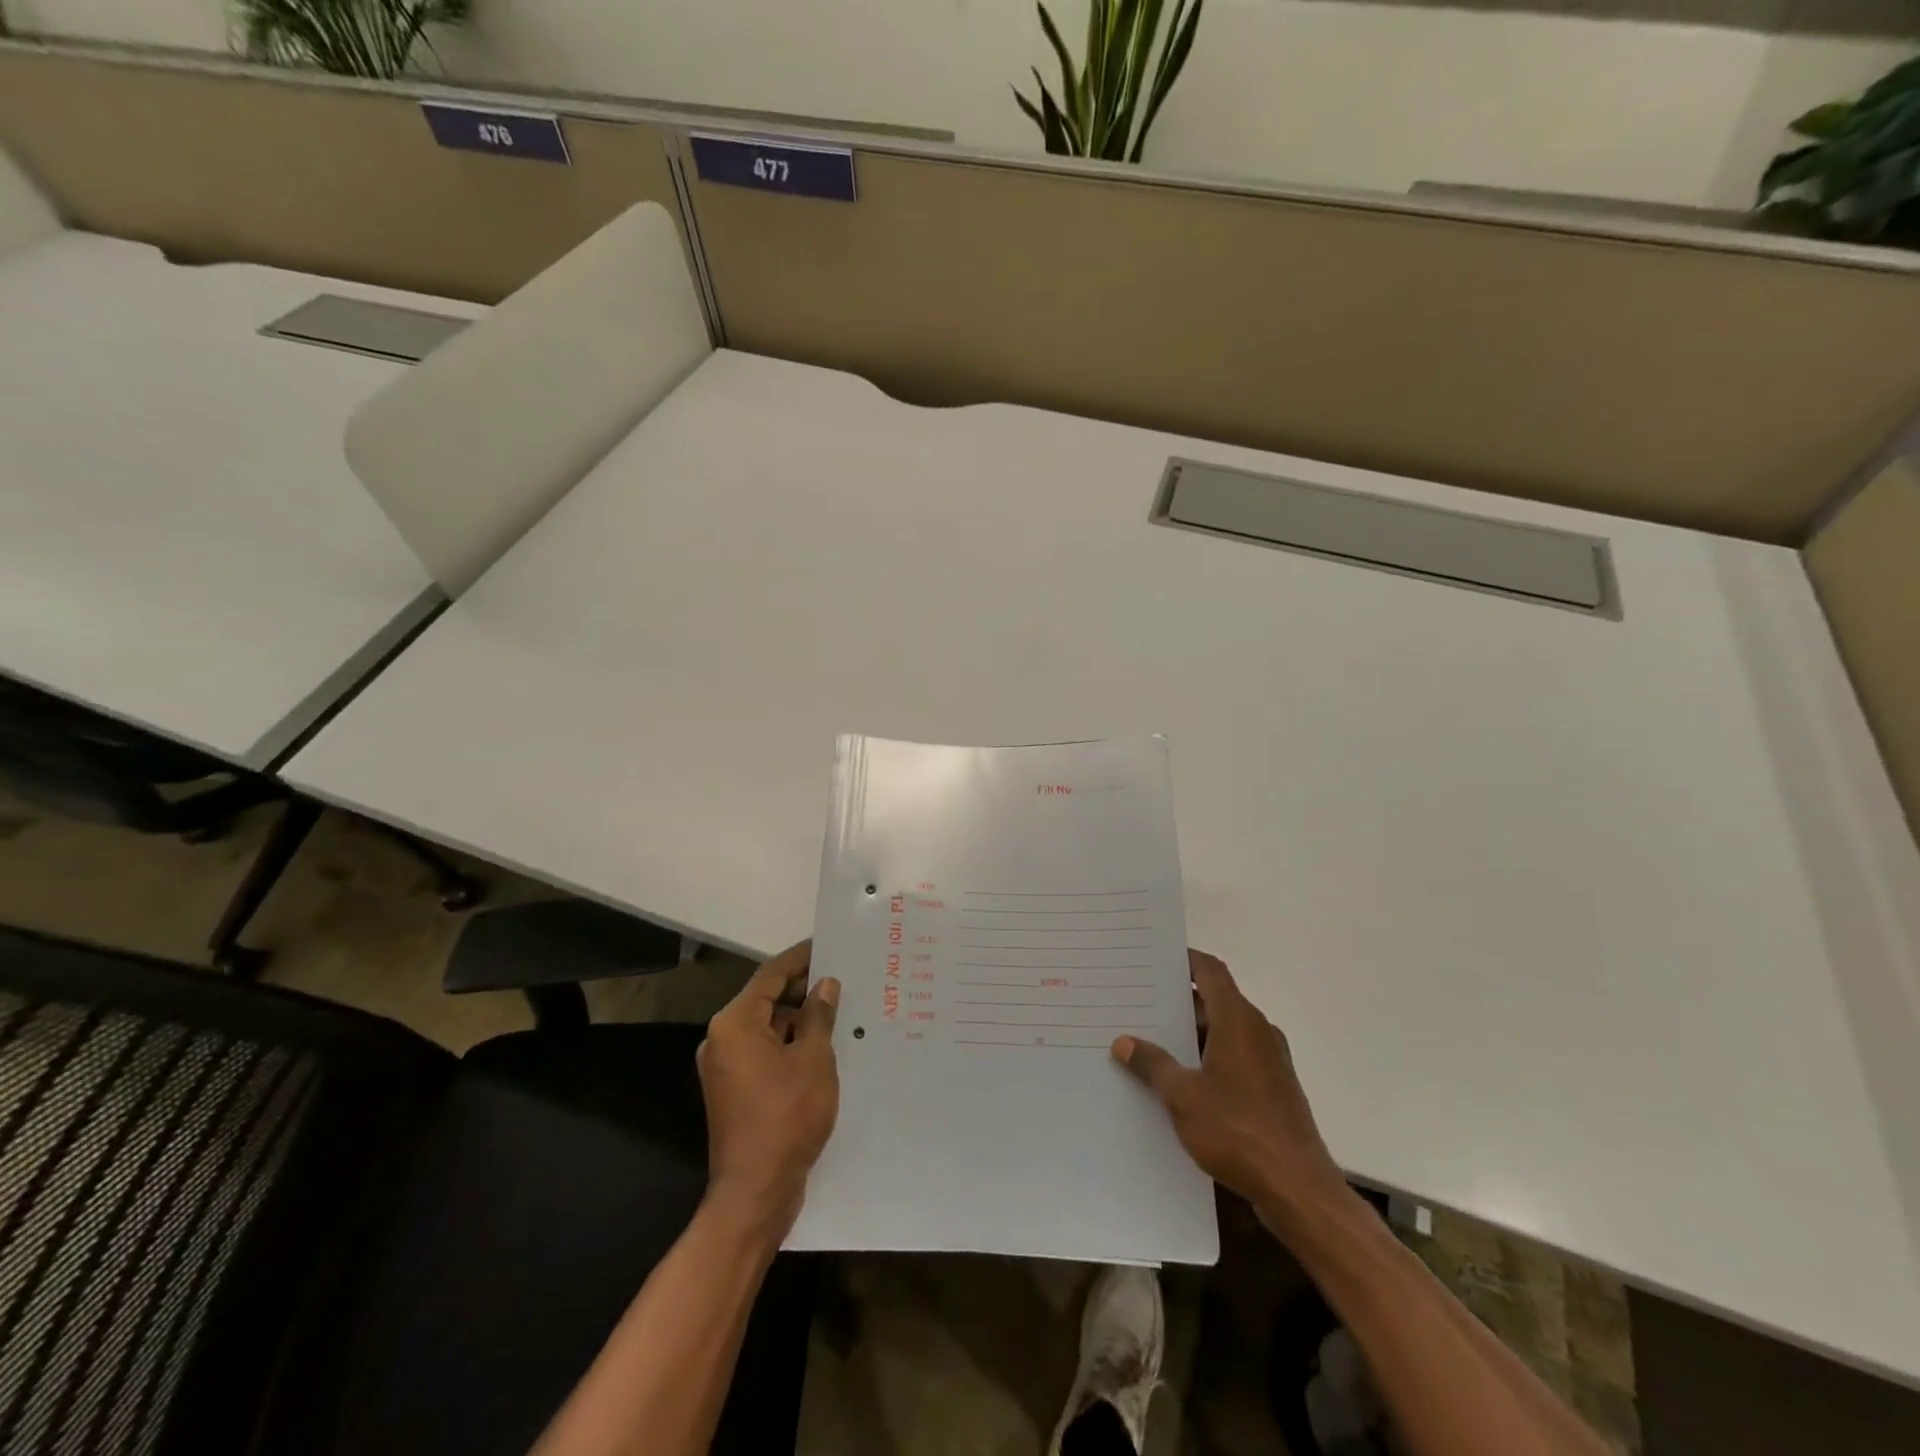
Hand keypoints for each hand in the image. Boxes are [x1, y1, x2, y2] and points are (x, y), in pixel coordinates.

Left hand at [697, 941, 839, 1237]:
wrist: (755, 1192)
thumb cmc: (787, 1116)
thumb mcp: (813, 1059)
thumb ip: (819, 1016)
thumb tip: (825, 985)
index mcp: (735, 1023)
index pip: (771, 976)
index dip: (800, 958)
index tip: (826, 944)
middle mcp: (722, 1038)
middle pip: (766, 1000)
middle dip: (802, 989)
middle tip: (841, 978)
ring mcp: (725, 1066)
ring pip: (766, 1027)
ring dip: (798, 1019)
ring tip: (838, 1011)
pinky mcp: (733, 1090)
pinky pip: (763, 1051)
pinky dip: (789, 1044)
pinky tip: (822, 1045)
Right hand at [1112, 950, 1348, 1225]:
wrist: (1298, 1189)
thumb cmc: (1238, 1131)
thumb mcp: (1183, 1097)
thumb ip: (1153, 1065)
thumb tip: (1124, 1042)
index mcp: (1239, 1020)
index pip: (1210, 971)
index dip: (1184, 960)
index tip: (1155, 957)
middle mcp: (1258, 1031)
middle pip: (1215, 1001)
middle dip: (1177, 1002)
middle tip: (1138, 1002)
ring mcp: (1269, 1061)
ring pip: (1224, 1032)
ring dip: (1191, 1034)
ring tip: (1150, 1041)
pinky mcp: (1274, 1088)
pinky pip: (1235, 1057)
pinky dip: (1208, 1057)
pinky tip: (1180, 1080)